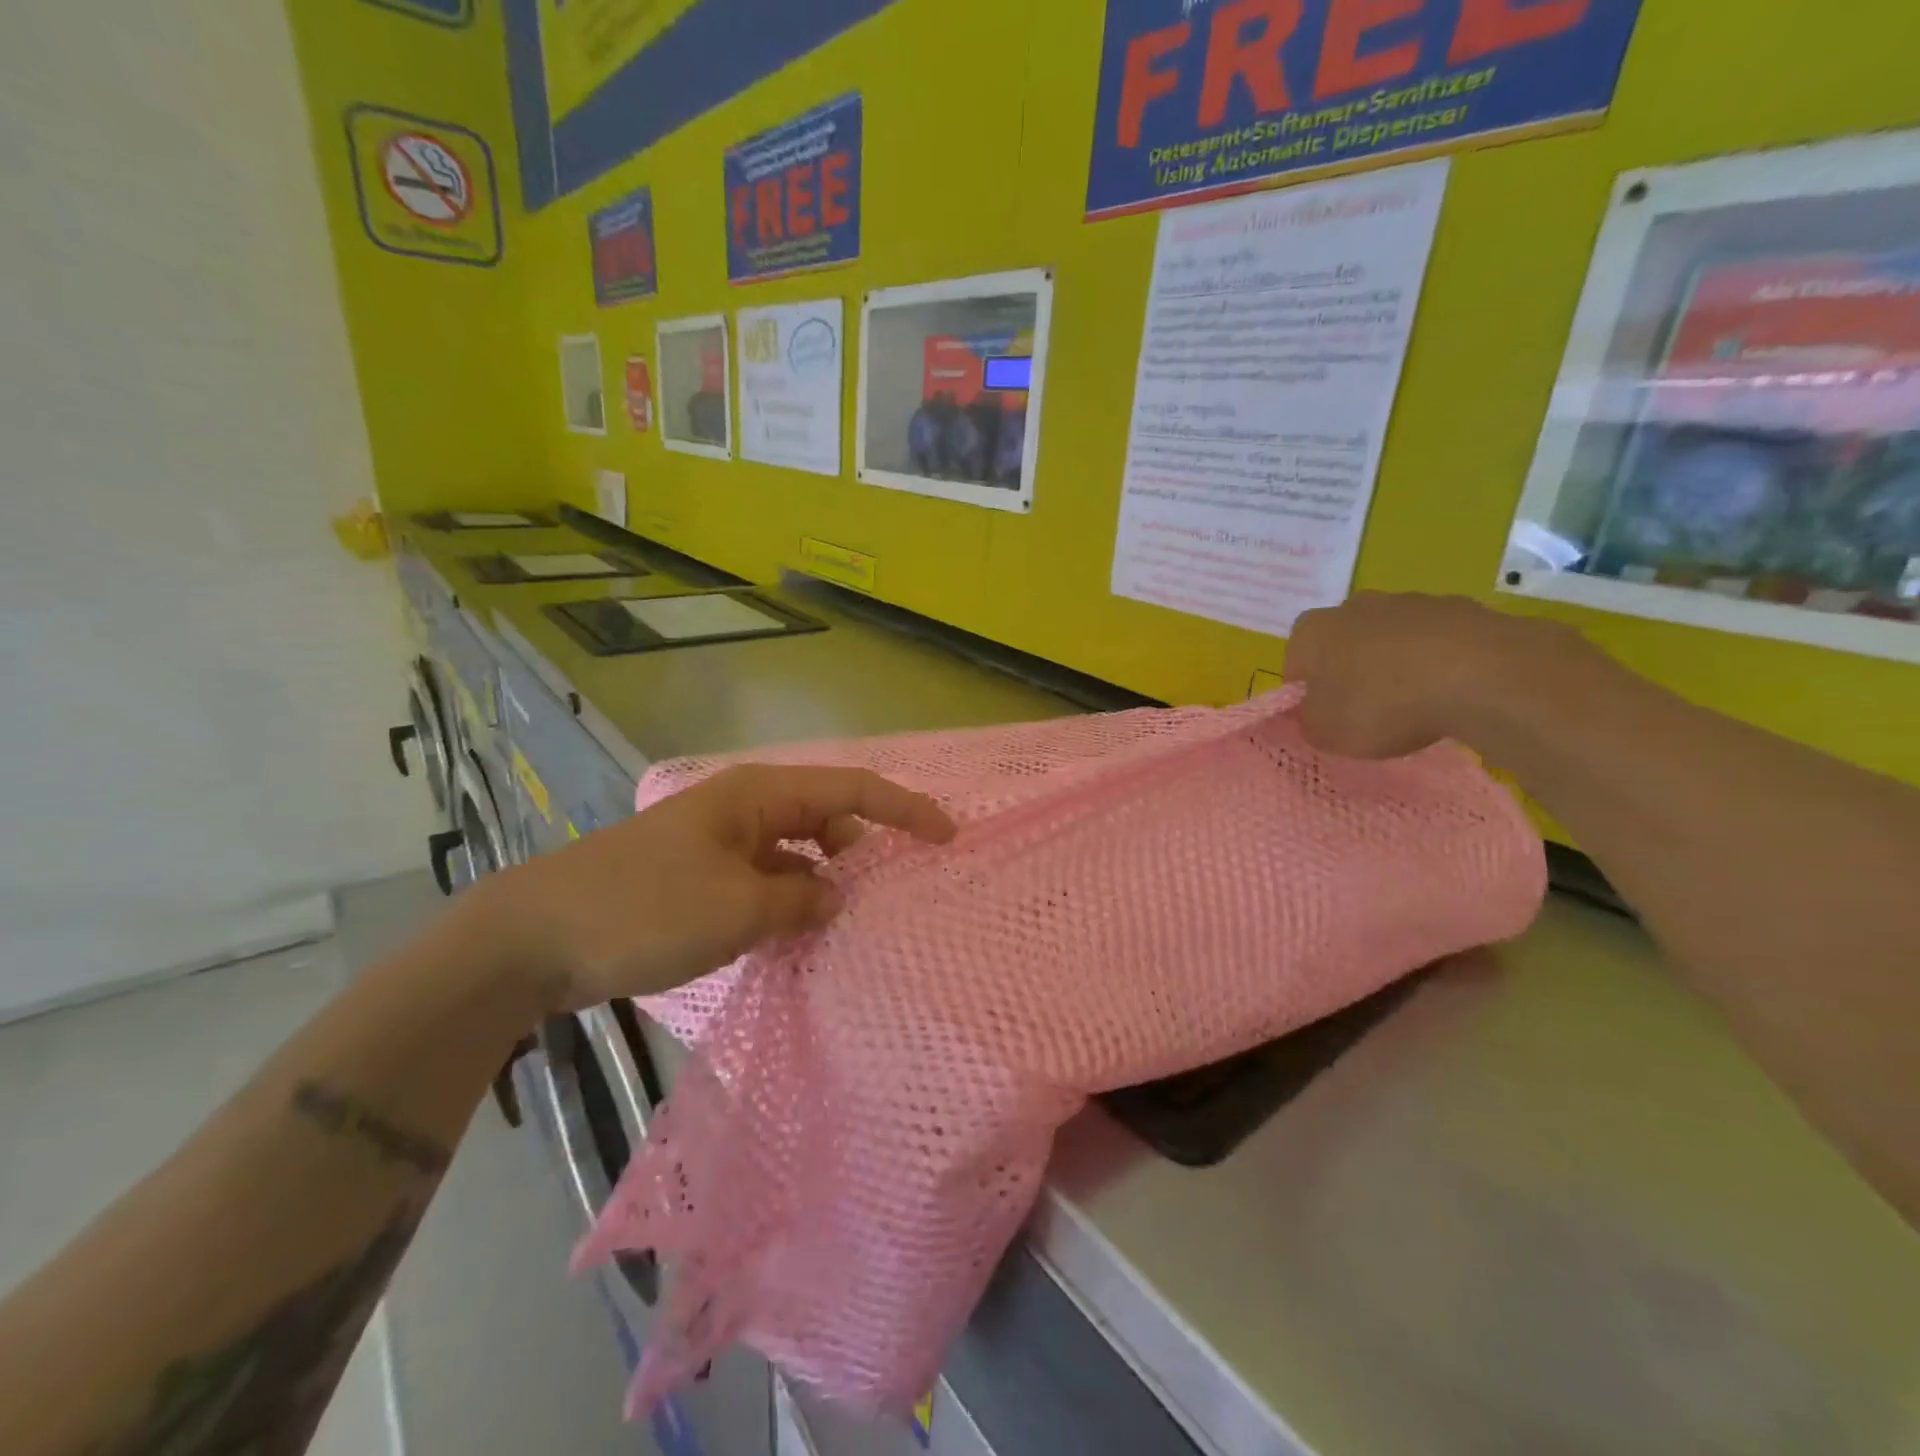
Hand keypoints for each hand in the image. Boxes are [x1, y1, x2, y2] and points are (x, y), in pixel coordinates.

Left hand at [477, 764, 955, 1008]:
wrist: (531, 938)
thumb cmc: (643, 909)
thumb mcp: (737, 910)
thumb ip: (801, 902)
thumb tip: (835, 899)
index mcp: (758, 795)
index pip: (851, 789)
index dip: (904, 809)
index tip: (946, 836)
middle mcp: (743, 808)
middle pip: (825, 817)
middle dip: (864, 849)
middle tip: (892, 892)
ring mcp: (718, 842)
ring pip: (794, 853)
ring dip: (822, 883)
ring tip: (844, 925)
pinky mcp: (697, 875)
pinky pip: (763, 880)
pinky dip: (787, 902)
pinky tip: (793, 937)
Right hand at [1285, 592, 1574, 759]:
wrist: (1481, 676)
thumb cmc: (1381, 704)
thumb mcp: (1325, 732)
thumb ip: (1308, 720)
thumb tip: (1314, 711)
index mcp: (1311, 631)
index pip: (1295, 662)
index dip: (1307, 693)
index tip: (1327, 718)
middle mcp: (1354, 605)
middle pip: (1344, 644)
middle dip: (1351, 673)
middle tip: (1367, 713)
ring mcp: (1411, 602)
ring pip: (1392, 639)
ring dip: (1396, 666)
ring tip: (1417, 706)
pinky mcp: (1462, 608)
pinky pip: (1437, 642)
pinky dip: (1439, 663)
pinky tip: (1452, 692)